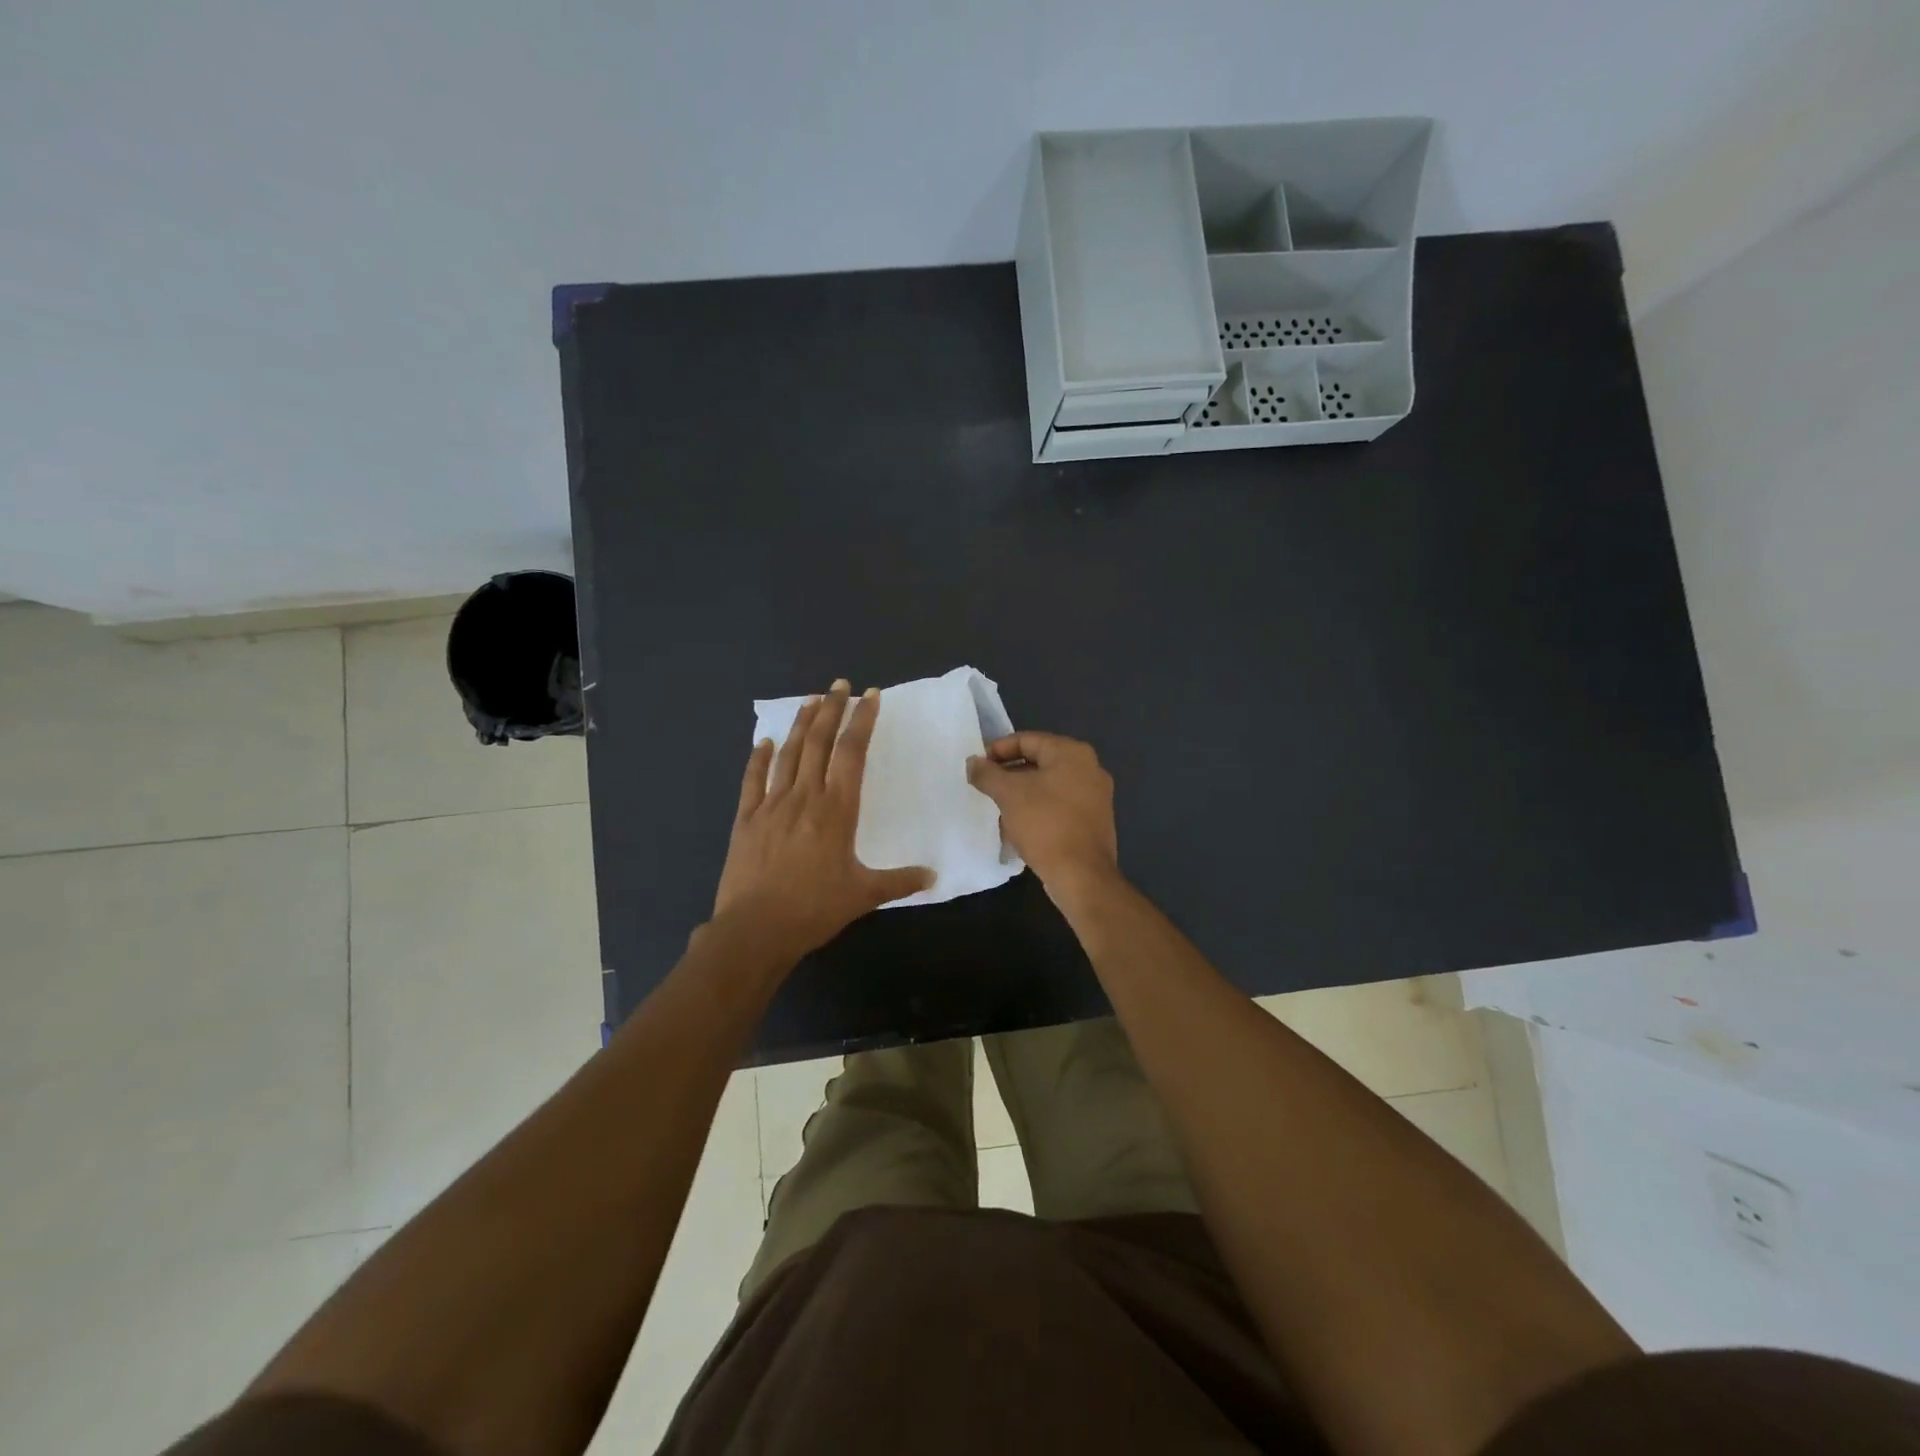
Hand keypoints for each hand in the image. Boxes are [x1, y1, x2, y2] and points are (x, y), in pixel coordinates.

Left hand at [712, 679, 933, 963]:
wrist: (755, 929)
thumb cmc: (814, 909)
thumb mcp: (863, 895)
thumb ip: (900, 881)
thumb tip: (933, 876)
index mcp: (836, 810)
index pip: (852, 754)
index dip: (862, 722)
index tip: (870, 697)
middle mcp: (804, 797)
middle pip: (819, 743)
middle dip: (832, 710)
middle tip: (840, 685)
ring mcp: (771, 805)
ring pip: (788, 754)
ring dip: (801, 725)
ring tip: (810, 701)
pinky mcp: (746, 819)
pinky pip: (753, 780)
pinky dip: (758, 758)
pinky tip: (764, 741)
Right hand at [966, 731, 1118, 898]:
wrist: (1081, 874)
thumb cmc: (1045, 824)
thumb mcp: (1008, 794)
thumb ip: (987, 773)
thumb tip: (973, 763)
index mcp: (1072, 753)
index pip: (1027, 739)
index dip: (998, 750)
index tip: (977, 766)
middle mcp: (1090, 767)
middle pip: (1040, 761)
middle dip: (1009, 773)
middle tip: (985, 786)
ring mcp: (1096, 795)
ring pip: (1050, 785)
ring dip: (1023, 792)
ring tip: (998, 806)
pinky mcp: (1095, 820)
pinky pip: (1060, 805)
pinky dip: (1039, 809)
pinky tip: (1020, 825)